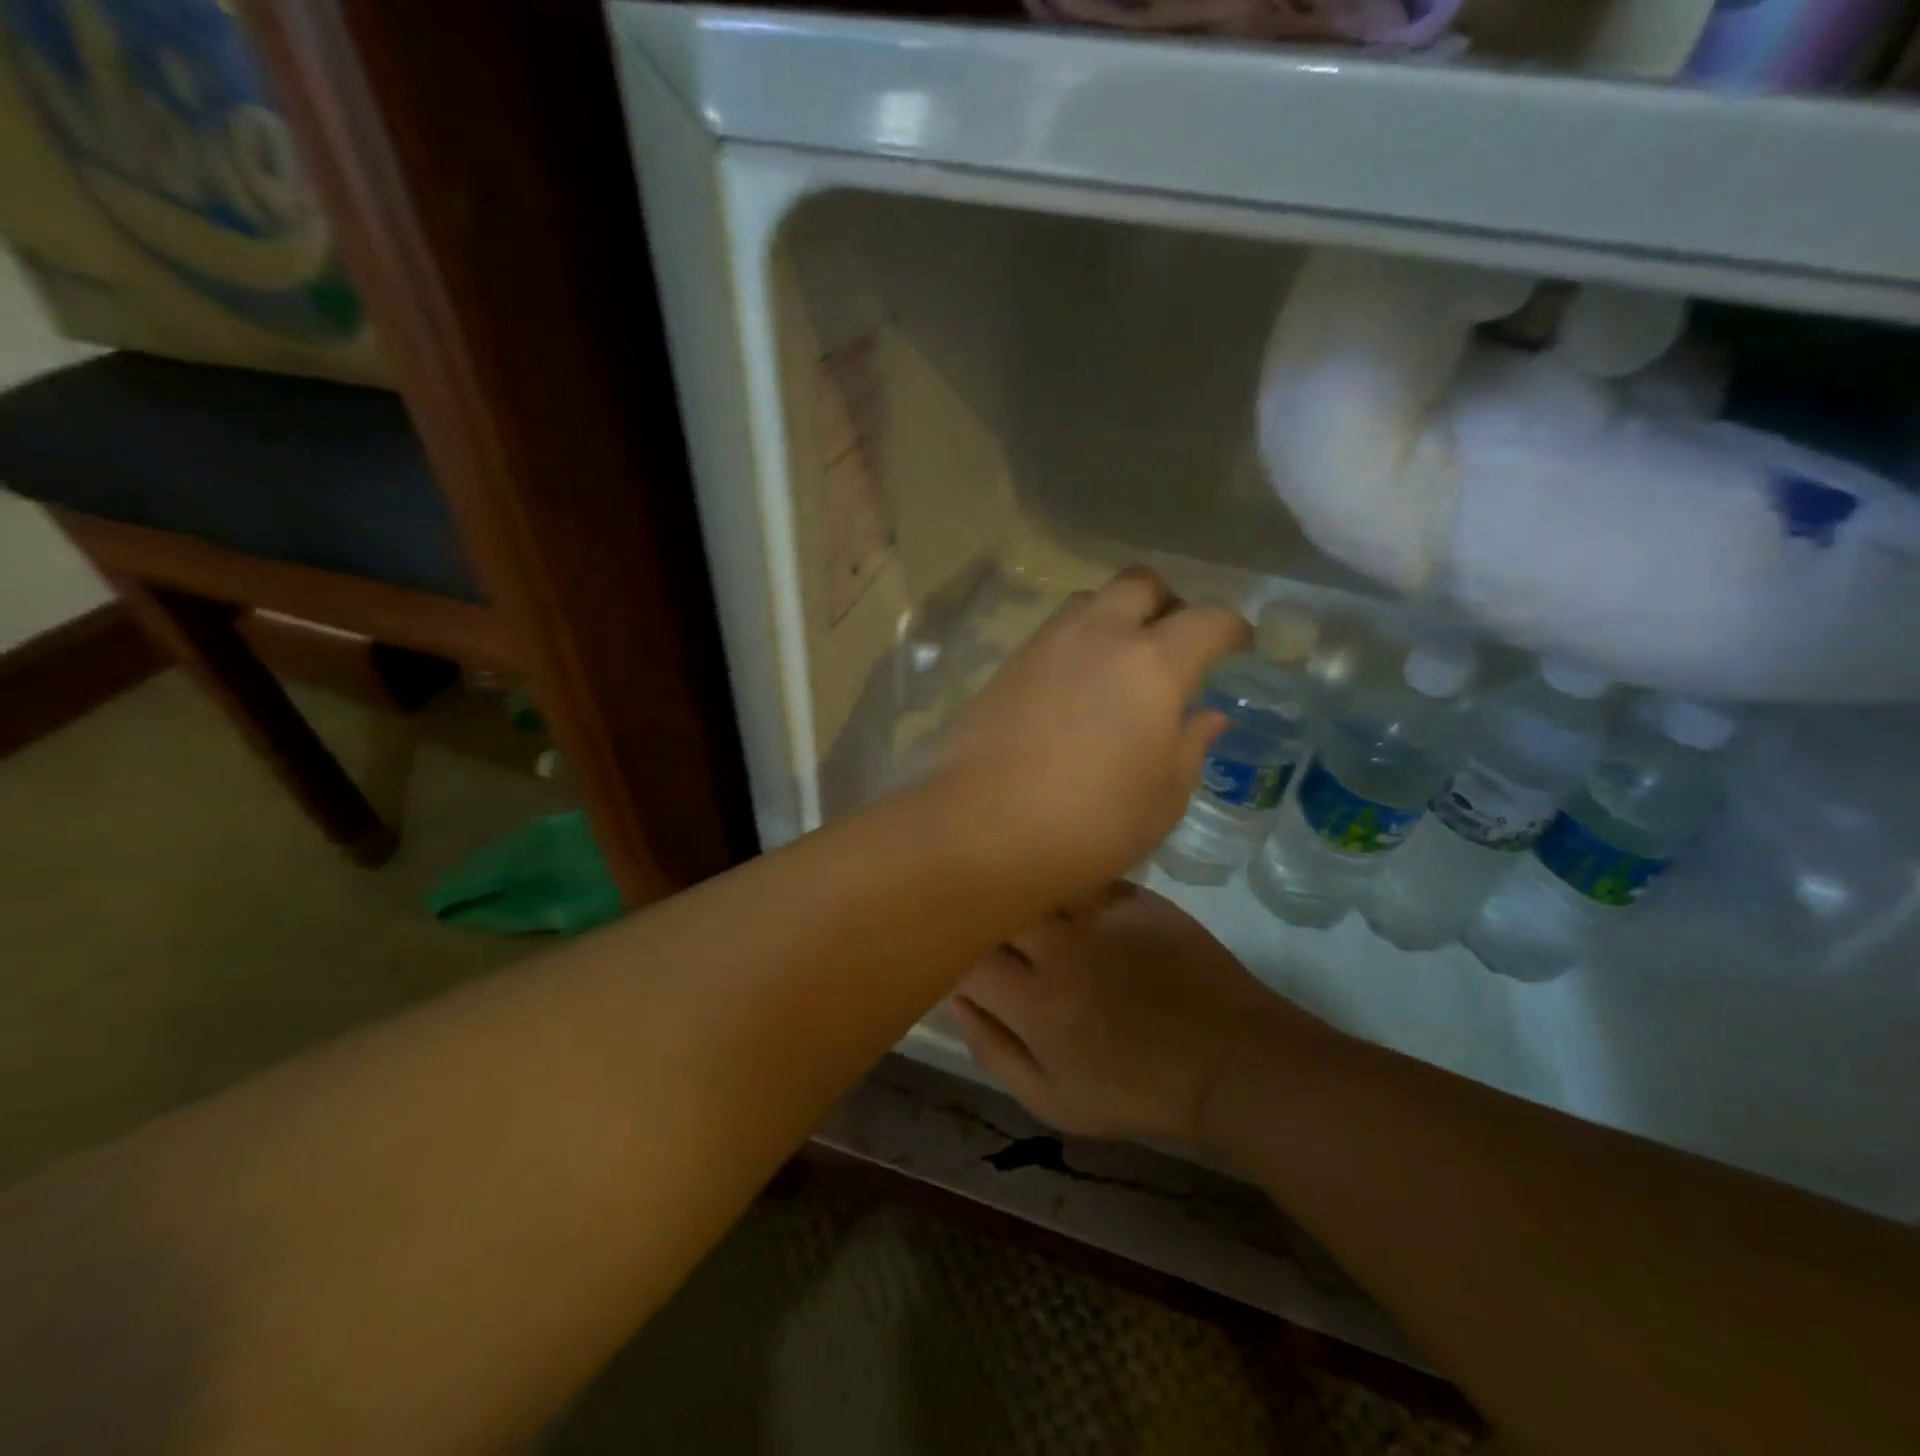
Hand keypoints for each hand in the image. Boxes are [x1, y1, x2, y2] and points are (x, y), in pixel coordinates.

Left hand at [930, 567, 1248, 901]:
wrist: (979, 831)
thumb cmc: (1090, 824)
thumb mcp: (1163, 798)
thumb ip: (1190, 745)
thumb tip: (1207, 715)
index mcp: (1152, 664)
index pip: (1208, 620)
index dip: (1232, 629)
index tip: (1239, 646)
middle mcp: (1097, 636)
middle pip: (1140, 583)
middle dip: (1167, 602)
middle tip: (1175, 642)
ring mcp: (1043, 646)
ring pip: (1088, 602)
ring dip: (1114, 617)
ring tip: (1121, 664)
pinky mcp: (1004, 667)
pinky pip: (1051, 635)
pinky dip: (1075, 645)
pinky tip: (1074, 689)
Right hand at [949, 883, 1328, 1148]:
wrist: (1229, 1062)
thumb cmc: (1137, 1092)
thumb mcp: (1053, 1102)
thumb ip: (994, 1050)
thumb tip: (953, 1000)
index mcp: (1033, 1004)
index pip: (964, 958)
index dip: (950, 953)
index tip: (953, 956)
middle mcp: (1059, 949)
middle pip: (997, 907)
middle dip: (982, 912)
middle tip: (985, 922)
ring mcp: (1100, 916)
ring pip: (1037, 880)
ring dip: (1021, 889)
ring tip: (1017, 894)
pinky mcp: (1136, 897)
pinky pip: (1083, 875)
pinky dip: (1065, 882)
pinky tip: (1067, 892)